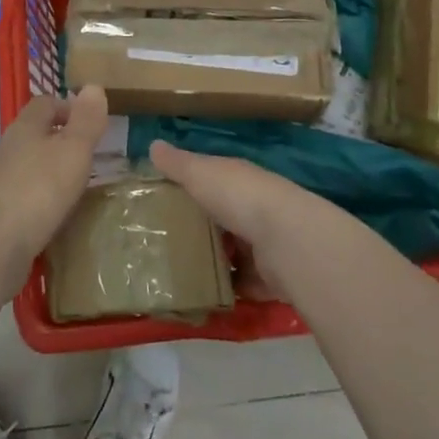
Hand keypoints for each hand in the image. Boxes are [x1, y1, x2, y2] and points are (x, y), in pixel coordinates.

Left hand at [0, 87, 108, 270]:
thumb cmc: (38, 191)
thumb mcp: (73, 151)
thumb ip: (86, 120)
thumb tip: (92, 86)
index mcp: (24, 127)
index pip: (45, 102)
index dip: (69, 107)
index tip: (92, 125)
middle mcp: (6, 148)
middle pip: (34, 132)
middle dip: (61, 140)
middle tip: (89, 157)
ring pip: (27, 163)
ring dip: (49, 170)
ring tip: (75, 187)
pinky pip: (21, 193)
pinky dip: (39, 197)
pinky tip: (53, 215)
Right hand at [149, 139, 332, 301]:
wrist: (286, 240)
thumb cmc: (239, 197)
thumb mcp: (200, 174)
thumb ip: (177, 164)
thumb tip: (153, 144)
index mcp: (238, 178)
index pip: (213, 177)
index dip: (192, 185)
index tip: (165, 197)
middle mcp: (255, 206)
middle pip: (224, 215)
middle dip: (203, 226)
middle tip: (167, 239)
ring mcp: (265, 241)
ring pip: (236, 249)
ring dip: (217, 259)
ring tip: (182, 270)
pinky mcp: (272, 275)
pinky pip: (247, 282)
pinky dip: (232, 288)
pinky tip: (207, 294)